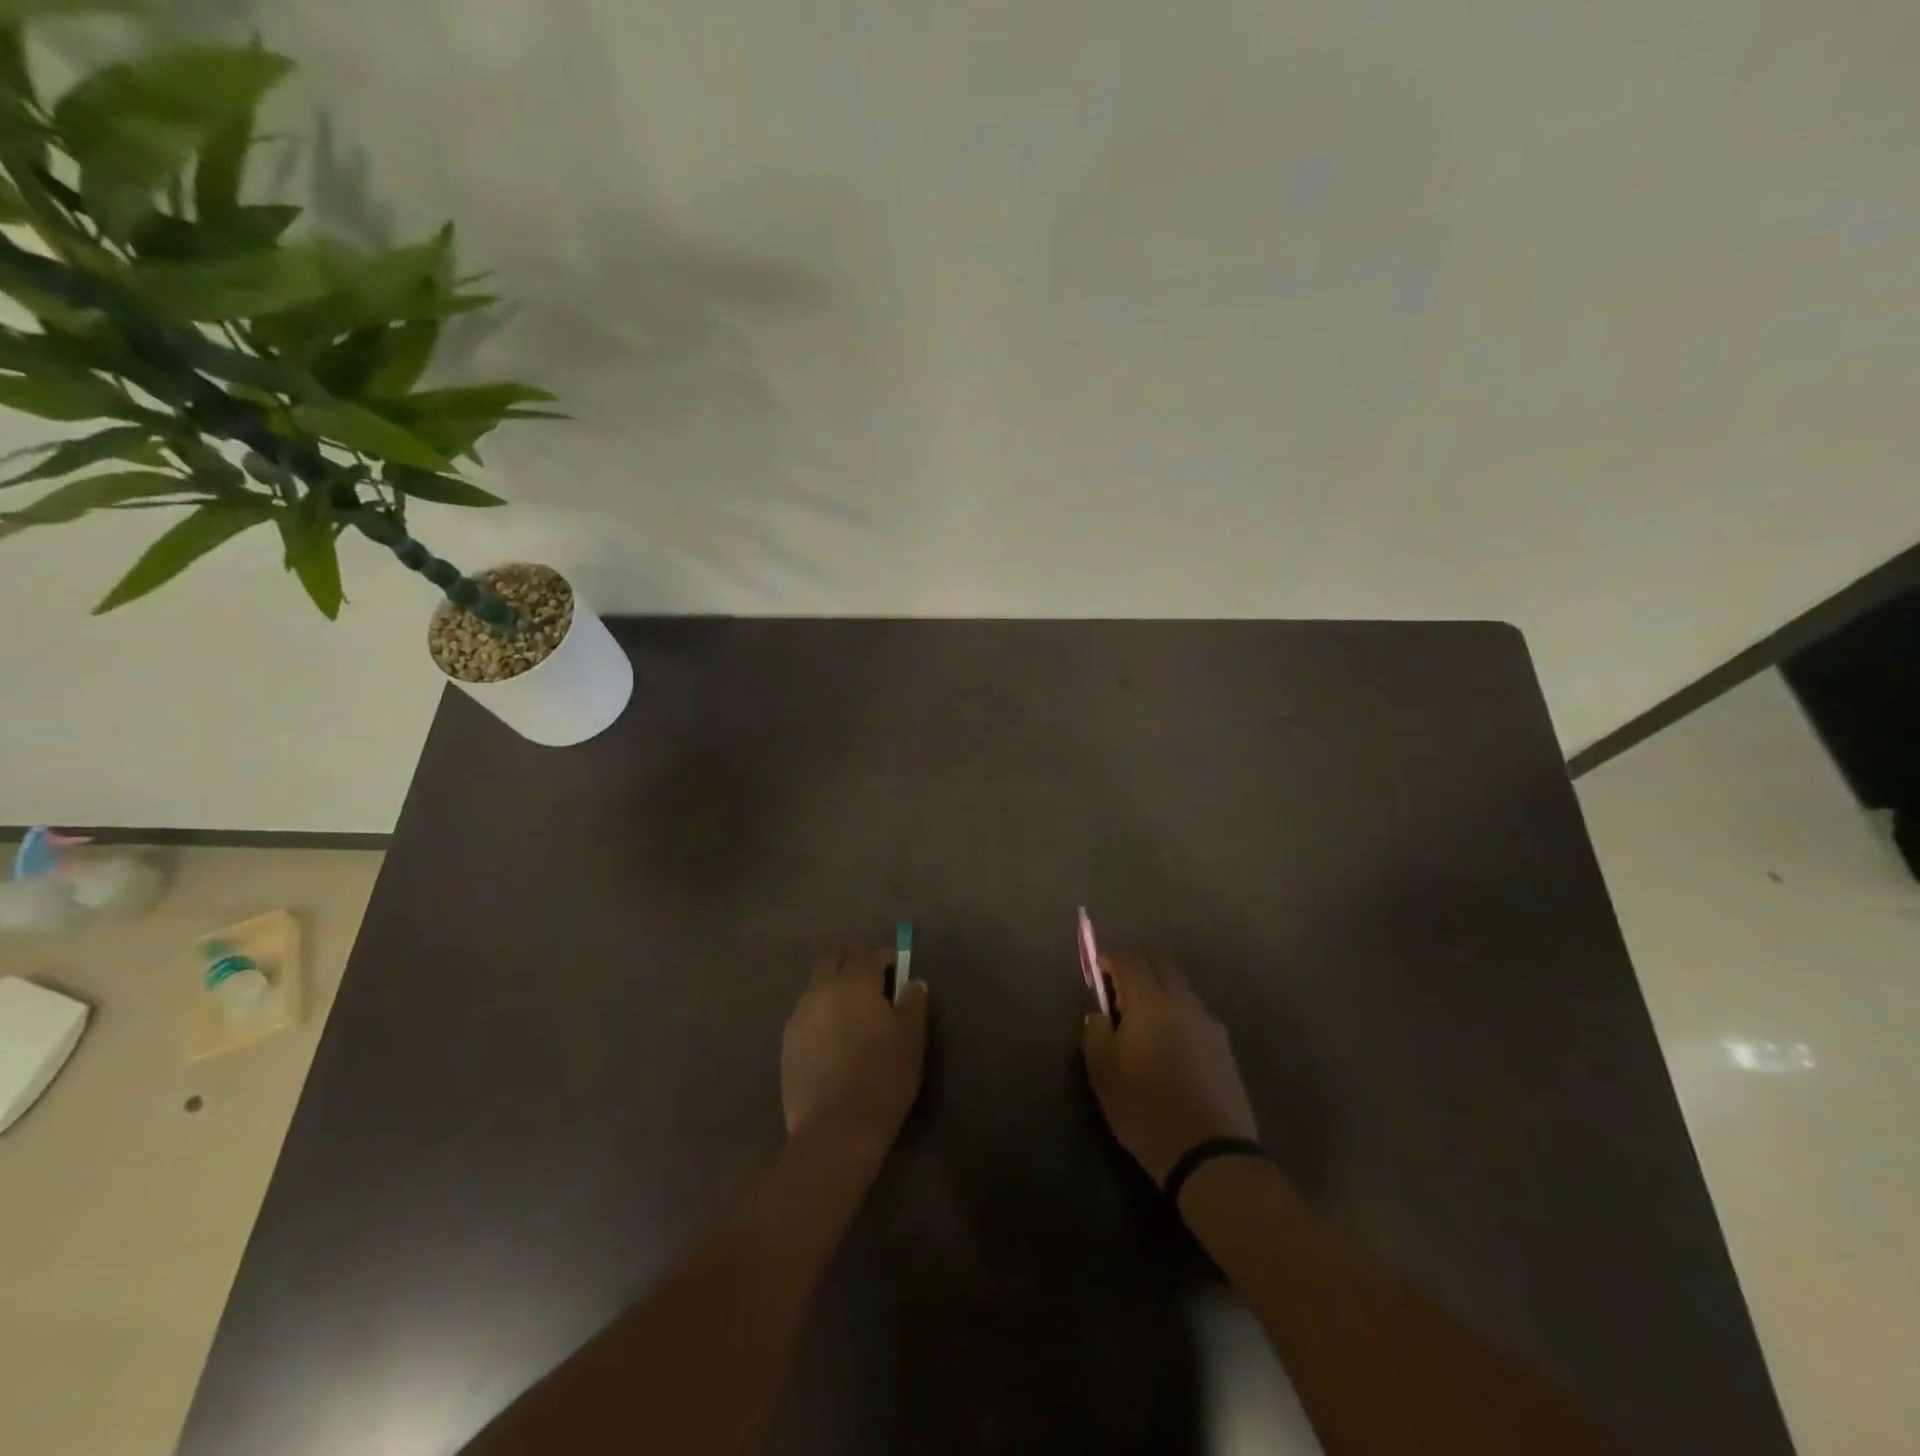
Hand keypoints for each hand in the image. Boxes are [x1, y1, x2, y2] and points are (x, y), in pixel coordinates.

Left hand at [782, 946, 928, 1153]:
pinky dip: (821, 1013)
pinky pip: (806, 1013)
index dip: (882, 955)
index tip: (896, 970)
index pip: (865, 951)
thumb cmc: (882, 1078)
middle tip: (874, 986)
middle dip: (853, 964)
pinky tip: (834, 1039)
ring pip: (817, 985)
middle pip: (834, 960)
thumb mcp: (911, 1039)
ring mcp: (800, 1015)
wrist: (835, 1130)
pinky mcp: (787, 1042)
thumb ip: (913, 1003)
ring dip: (834, 987)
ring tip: (853, 1015)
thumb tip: (913, 982)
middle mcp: (822, 990)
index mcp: (854, 983)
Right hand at [1081, 955, 1259, 1185]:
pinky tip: (1170, 1044)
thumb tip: (1098, 1014)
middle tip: (1118, 992)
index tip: (1097, 969)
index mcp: (1149, 1002)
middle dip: (1137, 968)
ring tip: (1143, 1021)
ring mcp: (1208, 1023)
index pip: (1130, 960)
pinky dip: (1177, 1013)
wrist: (1211, 1153)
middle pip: (1160, 965)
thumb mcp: (1103, 1074)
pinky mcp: (1224, 1046)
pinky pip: (1195, 1013)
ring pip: (1180, 988)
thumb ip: (1095, 1033)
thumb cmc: (1146, 1110)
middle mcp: (1182, 1002)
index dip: (1110, 958)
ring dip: (1159, 990)